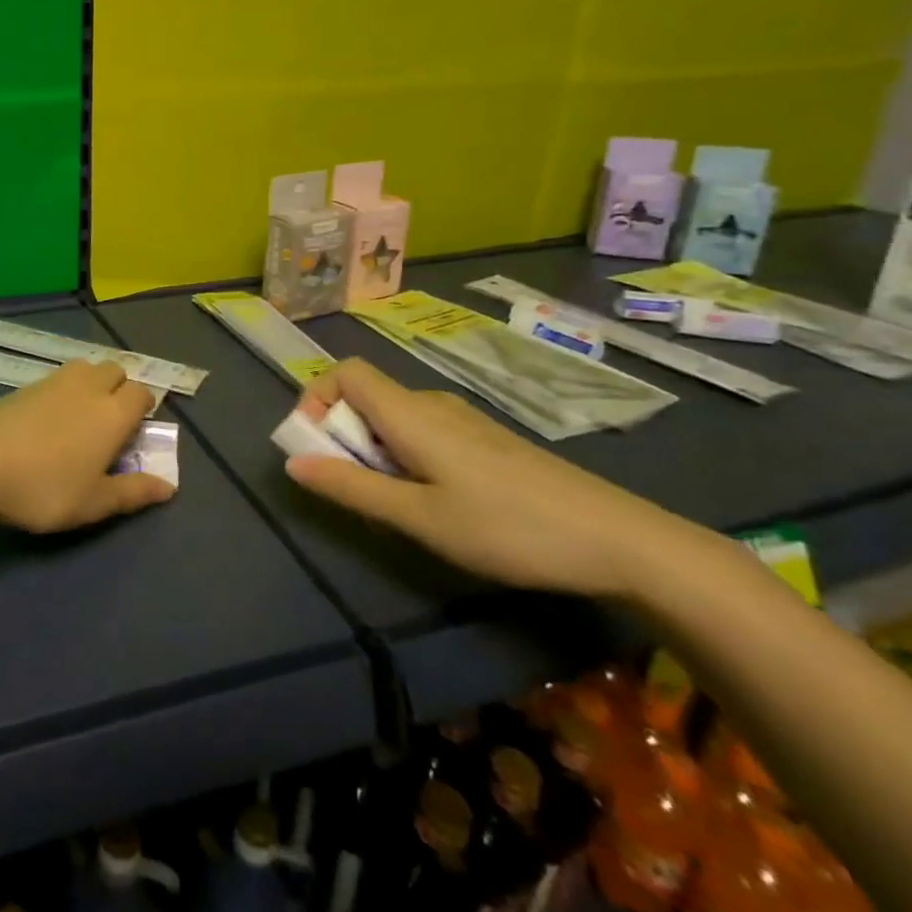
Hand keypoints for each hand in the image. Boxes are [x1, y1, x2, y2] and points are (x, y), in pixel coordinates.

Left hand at [0, 360, 176, 532]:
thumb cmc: (43, 487)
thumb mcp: (93, 502)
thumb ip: (133, 492)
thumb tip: (169, 486)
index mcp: (113, 412)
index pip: (142, 393)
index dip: (144, 409)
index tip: (135, 434)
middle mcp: (88, 387)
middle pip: (115, 370)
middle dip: (120, 389)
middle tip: (109, 424)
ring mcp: (54, 381)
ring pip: (86, 368)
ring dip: (92, 383)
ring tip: (80, 418)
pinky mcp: (25, 385)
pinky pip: (57, 378)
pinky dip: (63, 390)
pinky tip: (49, 419)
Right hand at [283, 358, 686, 597]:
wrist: (619, 539)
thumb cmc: (507, 527)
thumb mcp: (419, 517)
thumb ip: (352, 487)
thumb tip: (292, 463)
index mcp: (410, 413)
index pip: (346, 372)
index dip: (317, 397)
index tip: (313, 445)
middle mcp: (433, 404)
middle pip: (367, 396)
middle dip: (342, 434)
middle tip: (352, 488)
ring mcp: (464, 421)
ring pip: (395, 417)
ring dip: (373, 449)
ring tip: (394, 503)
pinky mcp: (486, 441)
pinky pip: (424, 432)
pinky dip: (405, 455)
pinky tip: (435, 502)